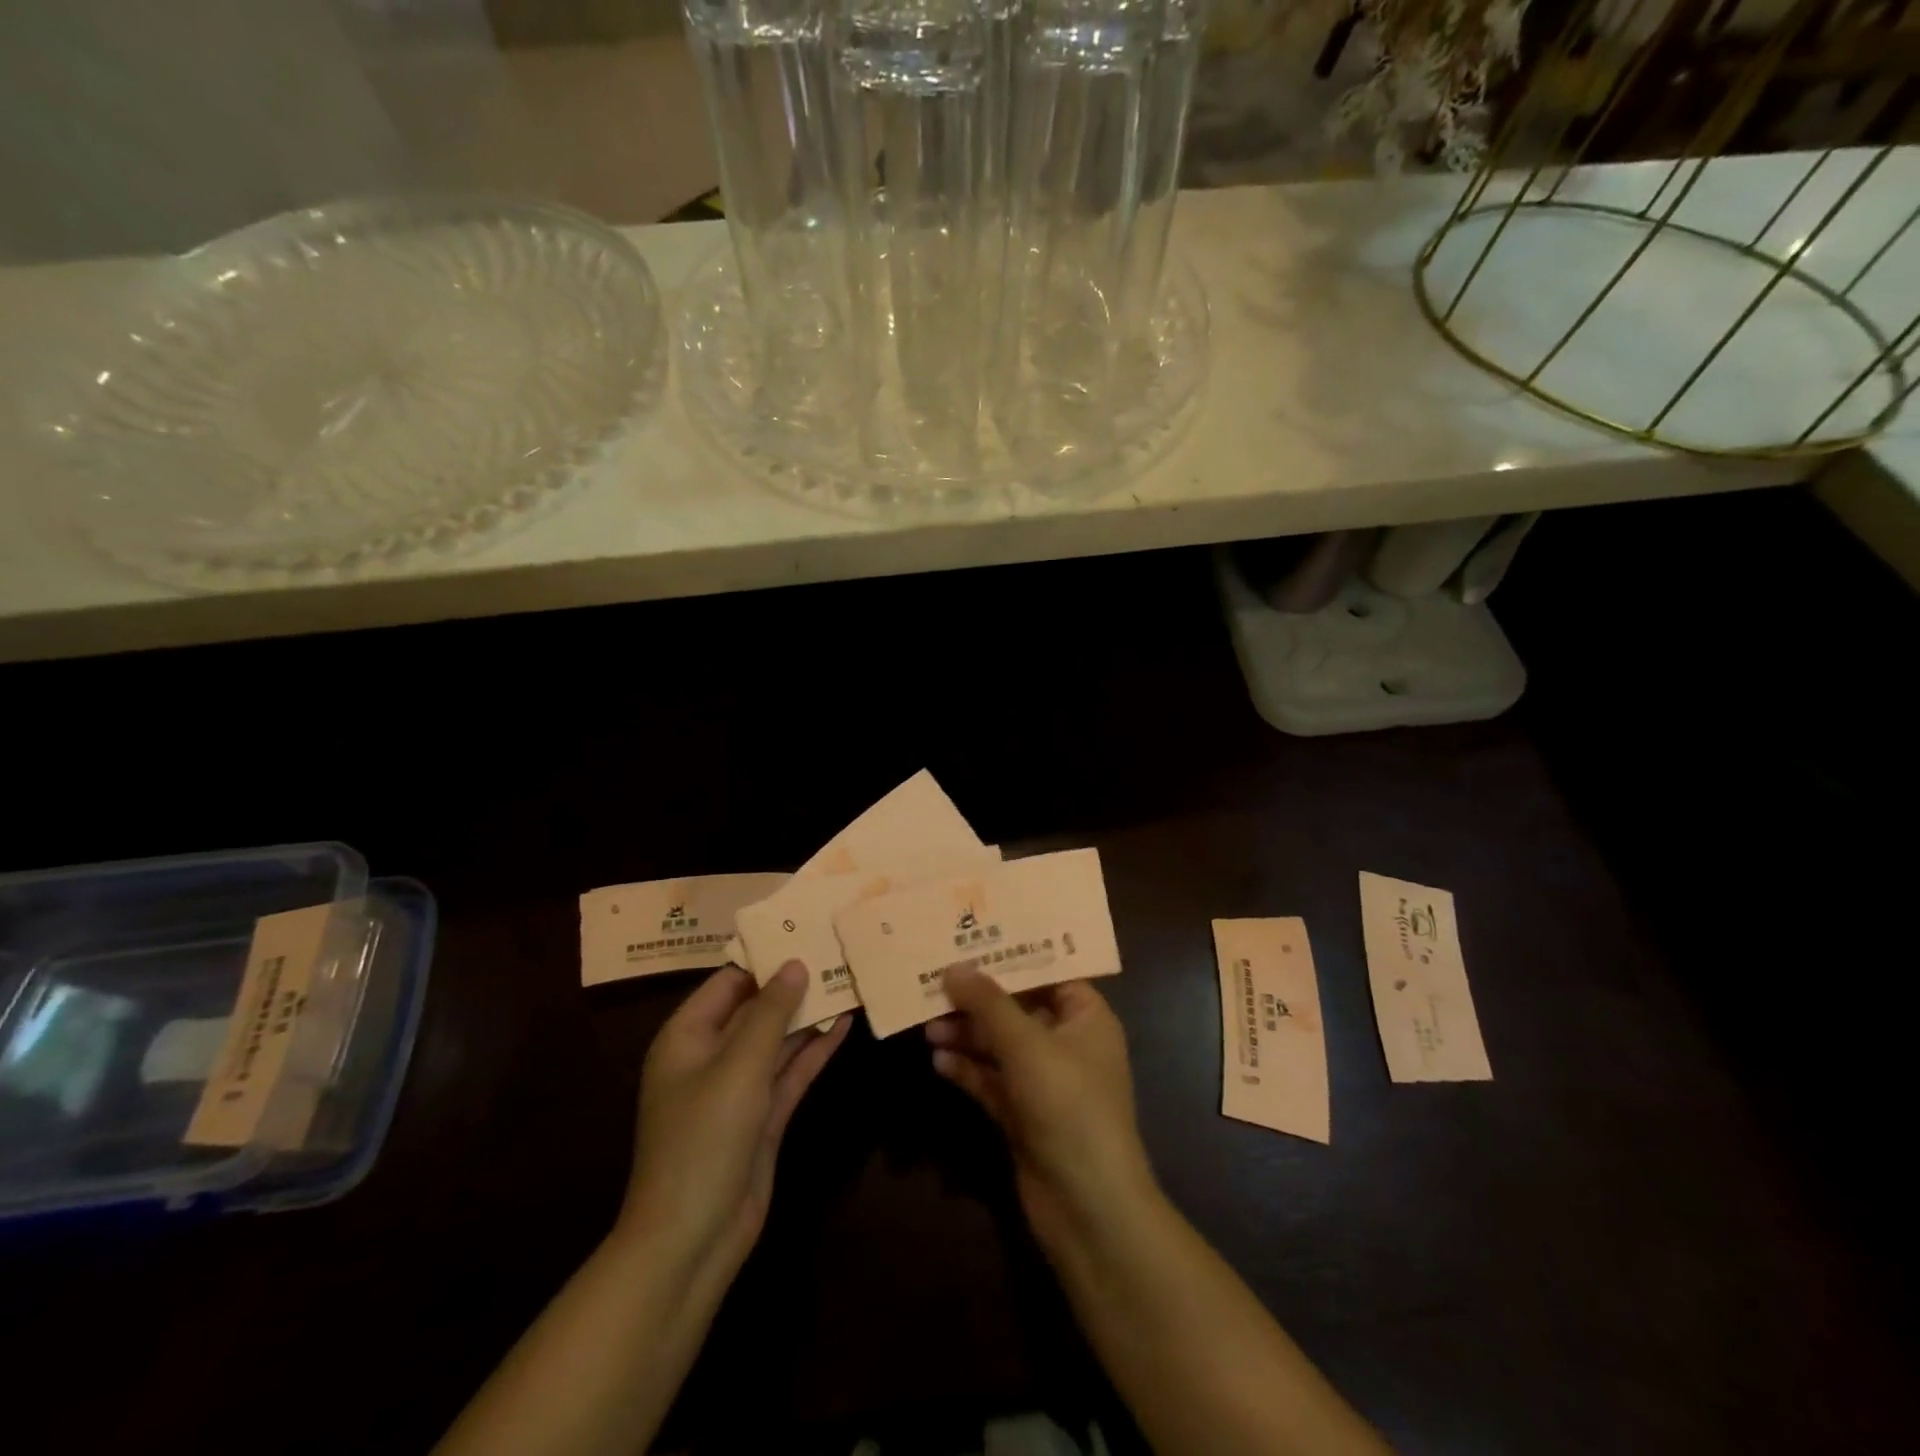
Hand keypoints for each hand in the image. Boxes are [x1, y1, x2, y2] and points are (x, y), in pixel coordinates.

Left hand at [620, 962, 849, 1280]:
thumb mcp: (738, 1068)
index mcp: (687, 1037)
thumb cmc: (703, 1140)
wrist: (692, 1240)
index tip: (805, 931)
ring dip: (810, 1015)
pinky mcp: (763, 1116)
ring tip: (849, 980)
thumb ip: (771, 1013)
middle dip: (794, 985)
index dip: (765, 957)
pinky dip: (815, 1050)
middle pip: (757, 1009)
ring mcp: (739, 1088)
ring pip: (778, 1039)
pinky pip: (790, 1071)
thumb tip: (795, 963)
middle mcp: (711, 1056)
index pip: (729, 982)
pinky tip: (845, 1025)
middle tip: (837, 951)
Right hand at [927, 966, 1156, 1253]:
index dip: (1010, 956)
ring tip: (927, 1025)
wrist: (1088, 1209)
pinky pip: (990, 1080)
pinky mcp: (1023, 1115)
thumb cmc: (1069, 1107)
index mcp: (1086, 1017)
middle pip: (1016, 1008)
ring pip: (999, 1045)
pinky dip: (967, 1069)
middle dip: (977, 999)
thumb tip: (953, 967)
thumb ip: (988, 1003)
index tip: (969, 939)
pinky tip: (937, 1060)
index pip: (1047, 972)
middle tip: (933, 981)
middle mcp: (1067, 1043)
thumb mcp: (1027, 1045)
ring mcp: (1044, 1082)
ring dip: (966, 1034)